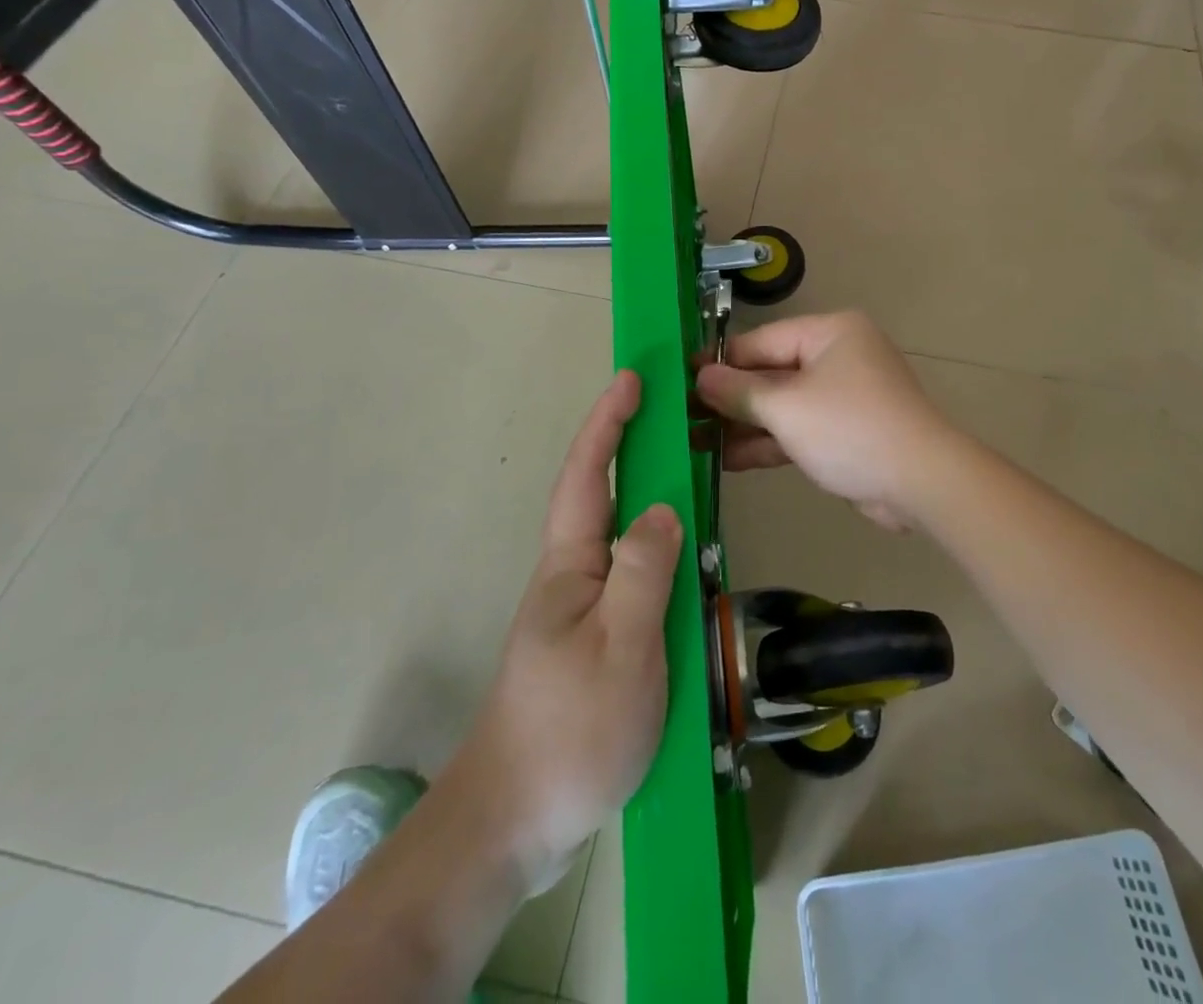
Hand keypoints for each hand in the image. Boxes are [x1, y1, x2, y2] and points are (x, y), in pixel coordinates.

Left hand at [456, 370, 681, 891]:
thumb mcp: (622, 648)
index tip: (631, 379)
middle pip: (601, 496)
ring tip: (689, 480)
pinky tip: (684, 565)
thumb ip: (645, 572)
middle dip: (631, 447)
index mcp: (569, 564)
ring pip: (618, 537)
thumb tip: (662, 507)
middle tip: (676, 419)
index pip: (587, 474)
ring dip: (648, 497)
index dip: (607, 422)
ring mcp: (579, 610)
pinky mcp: (592, 641)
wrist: (513, 823)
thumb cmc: (570, 730)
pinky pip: (631, 577)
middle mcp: (570, 576)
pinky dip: (658, 551)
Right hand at [694, 312, 956, 530]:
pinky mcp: (845, 432)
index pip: (760, 341)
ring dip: (744, 425)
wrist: (921, 483)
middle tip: (682, 417)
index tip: (680, 379)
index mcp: (829, 333)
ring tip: (695, 442)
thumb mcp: (787, 408)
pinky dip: (769, 442)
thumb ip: (740, 391)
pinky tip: (728, 460)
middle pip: (770, 373)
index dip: (719, 362)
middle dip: (729, 399)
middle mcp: (837, 357)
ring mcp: (842, 396)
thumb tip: (700, 376)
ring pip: (782, 405)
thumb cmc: (850, 429)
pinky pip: (799, 429)